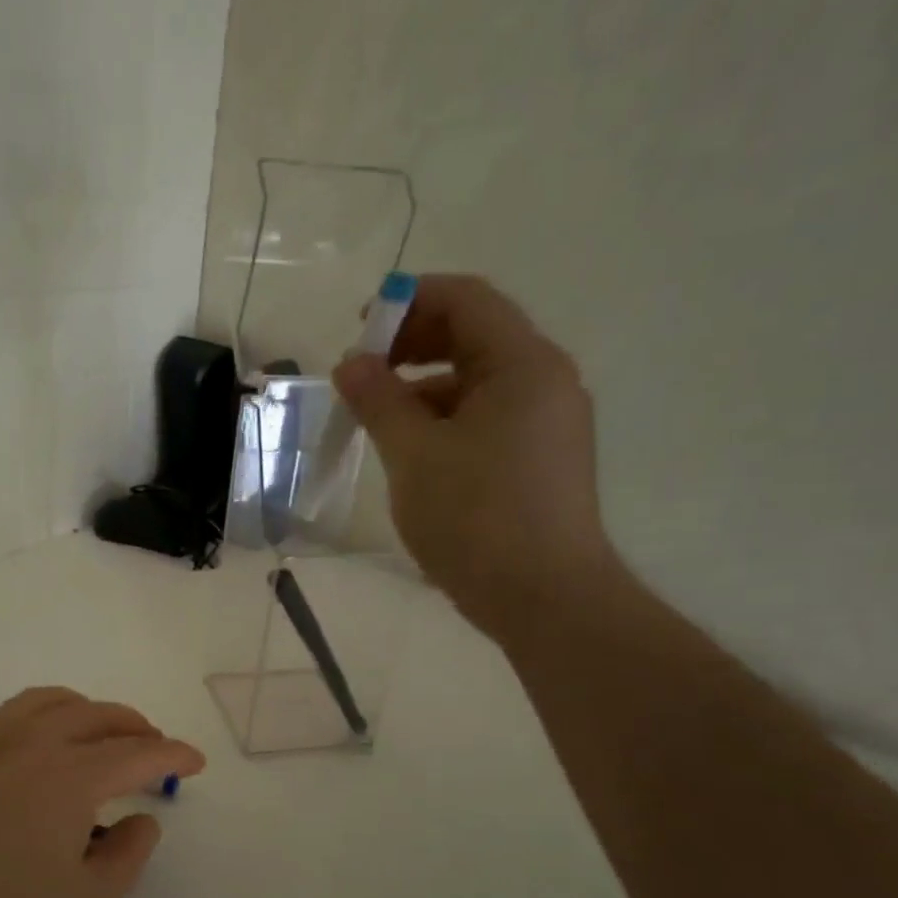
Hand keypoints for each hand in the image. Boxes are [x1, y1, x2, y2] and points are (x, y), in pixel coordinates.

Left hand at [0, 688, 205, 897]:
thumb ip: (127, 855)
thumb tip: (145, 819)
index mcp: (72, 775)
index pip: (137, 753)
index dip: (173, 755)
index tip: (195, 761)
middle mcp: (35, 743)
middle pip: (98, 716)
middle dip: (136, 727)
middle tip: (156, 749)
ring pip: (54, 701)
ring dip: (91, 710)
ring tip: (106, 732)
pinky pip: (17, 711)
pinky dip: (50, 712)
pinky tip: (47, 742)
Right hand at [332, 274, 615, 643]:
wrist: (544, 598)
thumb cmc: (475, 517)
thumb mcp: (413, 454)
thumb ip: (378, 399)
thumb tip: (351, 363)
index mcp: (523, 364)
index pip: (467, 299)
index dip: (409, 300)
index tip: (359, 327)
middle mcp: (544, 381)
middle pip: (474, 335)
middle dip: (412, 343)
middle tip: (362, 371)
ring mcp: (546, 422)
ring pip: (476, 380)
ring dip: (422, 385)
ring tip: (375, 416)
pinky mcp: (538, 458)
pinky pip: (485, 416)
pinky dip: (443, 418)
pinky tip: (409, 449)